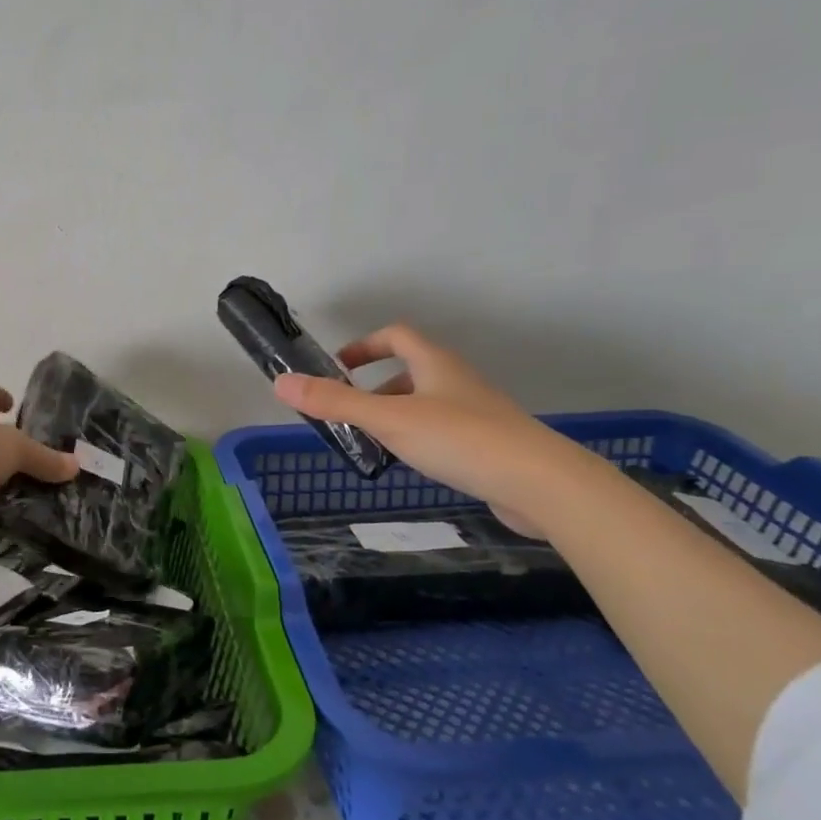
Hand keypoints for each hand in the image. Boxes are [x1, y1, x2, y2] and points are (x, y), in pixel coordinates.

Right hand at [274, 323, 577, 529]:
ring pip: (427, 402)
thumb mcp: (388, 419)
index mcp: (434, 364)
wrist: (539, 483)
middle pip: (411, 370)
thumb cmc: (459, 440)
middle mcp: (457, 381)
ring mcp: (477, 412)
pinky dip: (419, 438)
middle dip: (375, 387)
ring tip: (374, 443)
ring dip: (396, 414)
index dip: (364, 345)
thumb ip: (335, 402)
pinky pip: (444, 430)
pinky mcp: (489, 444)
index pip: (396, 336)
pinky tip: (412, 464)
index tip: (338, 366)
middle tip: (349, 413)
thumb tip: (281, 382)